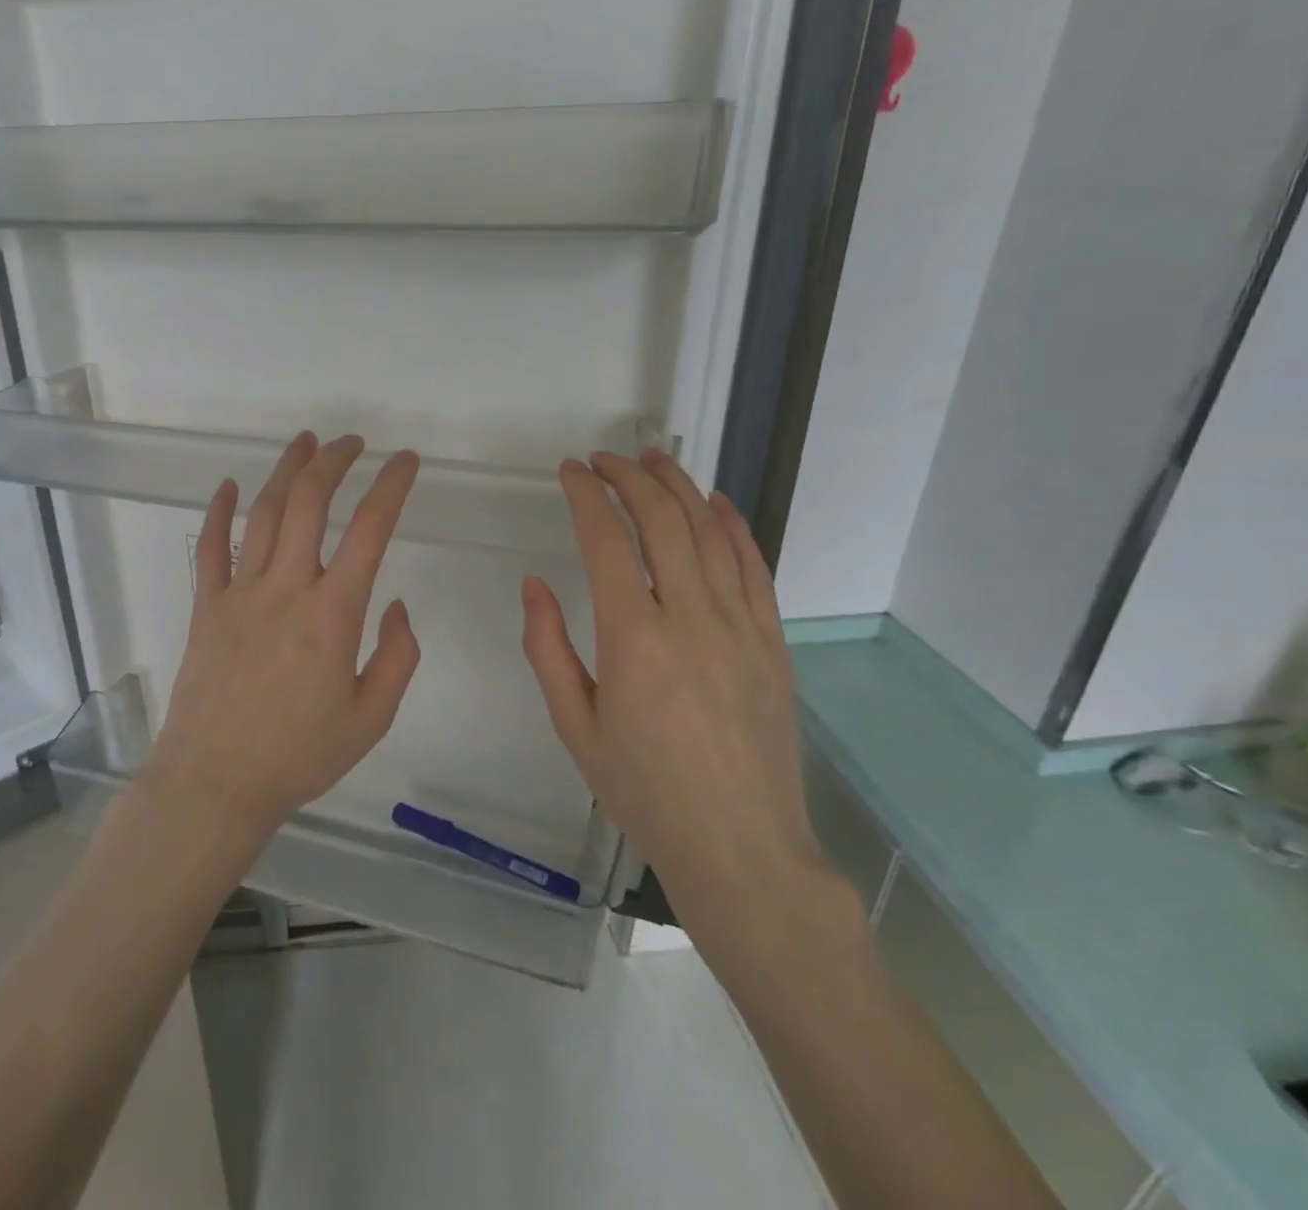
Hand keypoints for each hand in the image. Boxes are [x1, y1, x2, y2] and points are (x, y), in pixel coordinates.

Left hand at [143, 432, 422, 837]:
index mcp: (333, 614)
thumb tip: (395, 605)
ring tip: (306, 443)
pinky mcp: (207, 606)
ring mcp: (240, 593)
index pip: (370, 530)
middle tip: (353, 442)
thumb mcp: (371, 718)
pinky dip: (220, 512)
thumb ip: (397, 657)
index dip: (392, 486)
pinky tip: (230, 485)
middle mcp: (286, 588)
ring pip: (262, 513)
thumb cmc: (299, 756)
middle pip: (309, 503)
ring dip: (286, 471)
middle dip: (335, 461)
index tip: (407, 462)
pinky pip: (211, 548)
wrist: (215, 783)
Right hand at [520, 451, 825, 942]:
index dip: (586, 496)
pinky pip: (753, 566)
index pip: (606, 541)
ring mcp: (740, 626)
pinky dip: (732, 525)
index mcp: (633, 639)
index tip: (569, 472)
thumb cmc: (644, 791)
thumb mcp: (574, 726)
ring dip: (679, 487)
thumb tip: (535, 584)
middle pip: (662, 520)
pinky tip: (715, 502)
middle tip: (604, 460)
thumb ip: (547, 648)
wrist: (741, 848)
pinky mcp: (772, 641)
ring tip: (654, 459)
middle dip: (629, 478)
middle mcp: (690, 618)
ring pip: (710, 532)